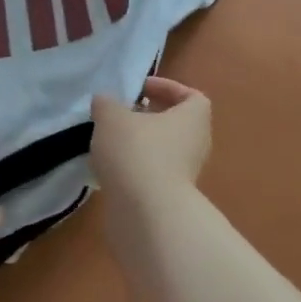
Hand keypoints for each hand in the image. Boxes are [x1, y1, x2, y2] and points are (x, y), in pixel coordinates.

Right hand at [90, 76, 211, 206]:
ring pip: (162, 150)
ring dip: (138, 143)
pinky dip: (133, 167)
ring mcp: (185, 174)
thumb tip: (104, 102)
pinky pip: (152, 173)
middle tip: (121, 114)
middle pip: (175, 123)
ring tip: (108, 141)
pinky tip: (109, 168)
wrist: (146, 212)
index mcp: (193, 118)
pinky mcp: (169, 197)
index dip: (167, 88)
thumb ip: (106, 104)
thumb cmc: (136, 152)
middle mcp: (196, 144)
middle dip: (148, 117)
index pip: (191, 96)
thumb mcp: (111, 118)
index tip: (140, 90)